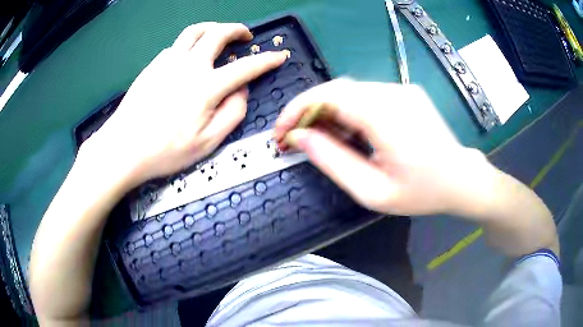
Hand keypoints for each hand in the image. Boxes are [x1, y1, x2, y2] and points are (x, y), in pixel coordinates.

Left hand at [84, 22, 287, 187]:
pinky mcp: (154, 64)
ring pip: (195, 31)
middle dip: (237, 30)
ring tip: (219, 34)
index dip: (266, 61)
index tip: (279, 56)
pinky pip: (177, 46)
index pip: (245, 67)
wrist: (124, 148)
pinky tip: (189, 58)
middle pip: (218, 33)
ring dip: (213, 28)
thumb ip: (232, 114)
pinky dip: (190, 45)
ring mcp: (168, 61)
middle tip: (246, 36)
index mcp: (206, 86)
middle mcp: (189, 65)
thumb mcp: (207, 143)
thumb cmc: (165, 151)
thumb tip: (242, 91)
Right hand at [275, 79, 484, 215]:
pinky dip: (348, 110)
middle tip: (297, 139)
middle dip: (309, 111)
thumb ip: (332, 162)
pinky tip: (350, 132)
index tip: (281, 132)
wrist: (461, 178)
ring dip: (328, 112)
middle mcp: (393, 93)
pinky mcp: (405, 92)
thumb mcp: (373, 191)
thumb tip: (299, 138)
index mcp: (386, 117)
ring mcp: (401, 89)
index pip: (328, 95)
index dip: (297, 109)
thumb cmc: (422, 192)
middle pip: (337, 90)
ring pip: (350, 91)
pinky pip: (366, 94)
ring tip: (322, 139)